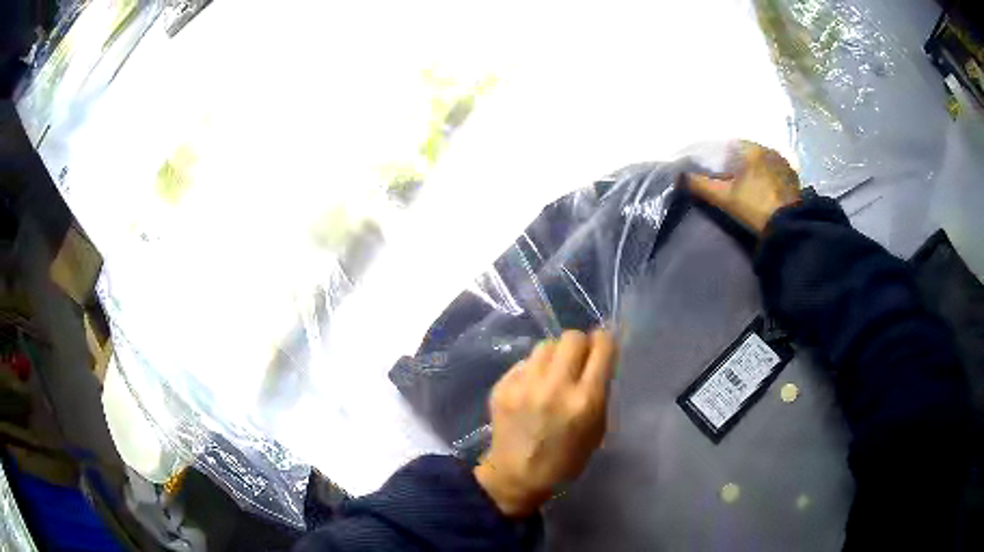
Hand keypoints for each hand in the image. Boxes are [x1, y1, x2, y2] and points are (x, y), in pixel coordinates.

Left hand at [474, 330, 616, 516]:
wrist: (516, 476)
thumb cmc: (565, 460)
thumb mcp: (597, 430)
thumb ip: (601, 393)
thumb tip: (599, 361)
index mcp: (584, 401)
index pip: (601, 347)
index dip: (605, 342)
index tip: (604, 348)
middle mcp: (554, 387)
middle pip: (572, 337)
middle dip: (580, 344)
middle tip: (579, 360)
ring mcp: (524, 385)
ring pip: (546, 345)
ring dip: (555, 355)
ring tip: (554, 374)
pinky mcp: (502, 387)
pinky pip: (525, 362)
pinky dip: (533, 370)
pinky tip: (533, 388)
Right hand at [687, 141, 801, 232]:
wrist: (788, 227)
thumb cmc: (754, 206)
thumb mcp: (724, 197)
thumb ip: (701, 184)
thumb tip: (680, 176)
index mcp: (753, 148)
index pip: (732, 145)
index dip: (722, 158)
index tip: (718, 172)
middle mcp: (770, 150)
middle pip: (749, 153)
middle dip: (740, 164)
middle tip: (732, 181)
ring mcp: (785, 164)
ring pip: (763, 162)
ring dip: (756, 171)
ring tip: (749, 187)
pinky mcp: (794, 179)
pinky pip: (776, 172)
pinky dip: (769, 178)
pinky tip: (765, 192)